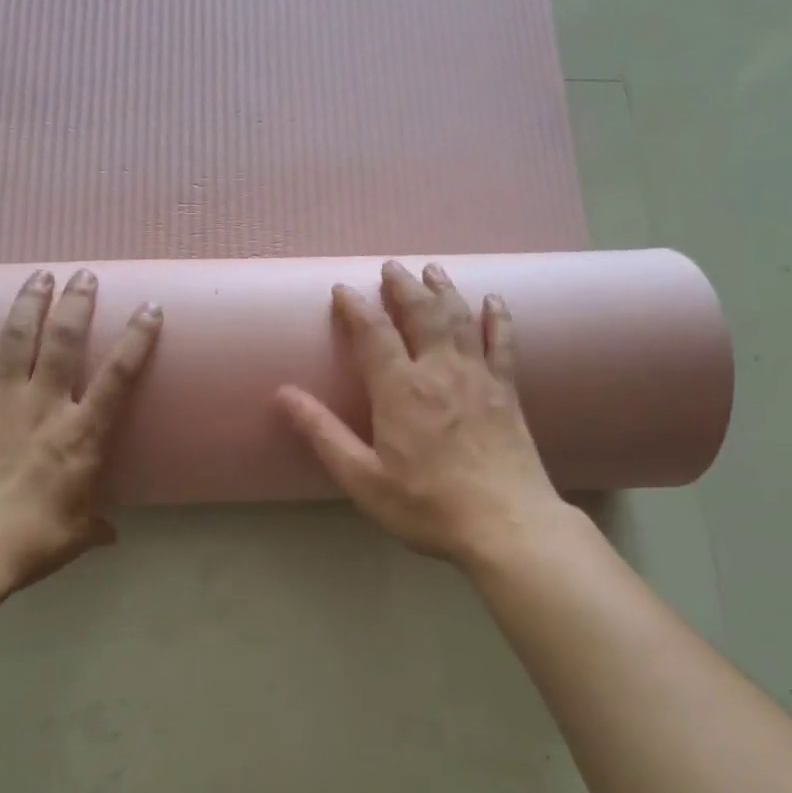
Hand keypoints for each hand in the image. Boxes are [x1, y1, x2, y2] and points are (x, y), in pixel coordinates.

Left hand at [0, 268, 161, 593]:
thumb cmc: (30, 542)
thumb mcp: (75, 535)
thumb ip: (96, 526)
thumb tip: (112, 535)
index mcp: (82, 435)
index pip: (118, 376)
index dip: (137, 338)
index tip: (148, 308)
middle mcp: (45, 405)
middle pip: (65, 340)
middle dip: (77, 303)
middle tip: (84, 275)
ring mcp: (0, 400)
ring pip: (19, 337)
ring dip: (31, 302)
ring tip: (40, 274)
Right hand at [277, 261, 569, 565]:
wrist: (507, 525)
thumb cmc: (426, 506)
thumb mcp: (362, 478)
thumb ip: (324, 433)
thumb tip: (284, 394)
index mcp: (400, 391)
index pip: (374, 334)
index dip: (356, 308)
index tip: (342, 289)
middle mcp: (440, 372)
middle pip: (421, 314)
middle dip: (403, 287)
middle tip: (390, 267)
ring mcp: (479, 378)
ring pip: (459, 319)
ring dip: (443, 290)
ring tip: (431, 270)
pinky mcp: (507, 392)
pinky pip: (502, 342)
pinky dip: (496, 317)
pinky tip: (493, 301)